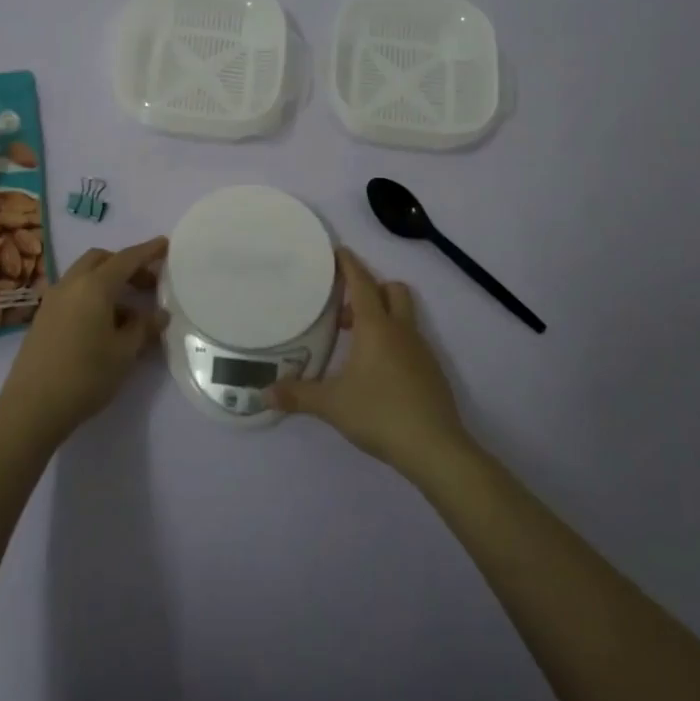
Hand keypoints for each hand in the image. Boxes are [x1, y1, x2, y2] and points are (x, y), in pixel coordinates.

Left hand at [0, 236, 168, 446]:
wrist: (32, 407)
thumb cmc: (86, 376)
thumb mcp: (124, 353)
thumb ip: (143, 328)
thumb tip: (159, 314)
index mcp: (94, 286)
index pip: (127, 259)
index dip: (148, 251)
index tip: (165, 244)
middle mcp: (71, 284)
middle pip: (101, 259)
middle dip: (126, 265)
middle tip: (148, 284)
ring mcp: (53, 299)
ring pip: (84, 274)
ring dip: (108, 280)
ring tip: (129, 310)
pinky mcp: (43, 316)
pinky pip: (73, 292)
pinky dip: (92, 294)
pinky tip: (104, 323)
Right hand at [268, 248, 469, 473]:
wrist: (436, 449)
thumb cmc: (380, 413)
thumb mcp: (331, 404)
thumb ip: (297, 395)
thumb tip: (263, 393)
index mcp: (376, 327)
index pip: (362, 283)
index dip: (349, 264)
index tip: (337, 251)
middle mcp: (401, 331)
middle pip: (392, 290)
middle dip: (371, 290)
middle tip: (345, 310)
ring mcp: (421, 351)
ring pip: (403, 316)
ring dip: (381, 318)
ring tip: (354, 344)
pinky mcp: (432, 372)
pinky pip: (410, 342)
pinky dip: (393, 343)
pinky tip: (376, 372)